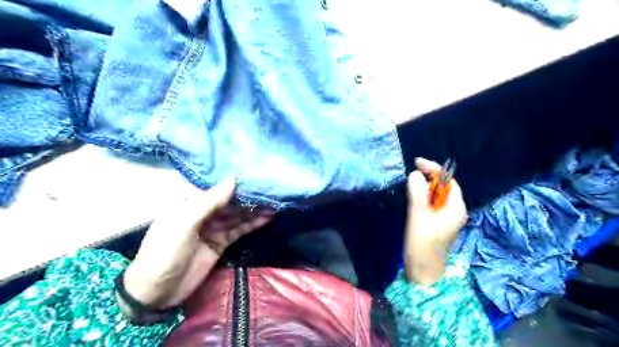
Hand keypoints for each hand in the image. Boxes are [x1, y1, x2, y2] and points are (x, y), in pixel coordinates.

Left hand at [123, 179, 272, 309]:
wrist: (156, 293)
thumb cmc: (164, 252)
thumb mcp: (184, 223)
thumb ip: (209, 202)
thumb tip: (233, 179)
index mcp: (189, 203)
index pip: (217, 188)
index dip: (236, 182)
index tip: (256, 175)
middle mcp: (203, 212)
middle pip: (230, 202)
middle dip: (249, 196)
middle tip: (271, 190)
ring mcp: (213, 228)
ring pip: (238, 215)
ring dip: (255, 210)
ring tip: (275, 203)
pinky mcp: (221, 243)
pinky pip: (239, 230)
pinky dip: (253, 224)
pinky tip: (267, 218)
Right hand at [404, 158, 467, 286]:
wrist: (423, 271)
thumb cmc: (422, 244)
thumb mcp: (418, 216)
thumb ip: (417, 193)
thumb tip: (415, 174)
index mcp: (455, 208)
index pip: (448, 181)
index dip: (434, 170)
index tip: (417, 162)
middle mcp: (455, 211)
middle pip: (444, 188)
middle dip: (429, 178)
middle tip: (412, 173)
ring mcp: (447, 218)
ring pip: (437, 196)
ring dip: (425, 188)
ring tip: (411, 185)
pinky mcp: (439, 224)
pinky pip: (433, 205)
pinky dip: (424, 198)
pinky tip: (414, 199)